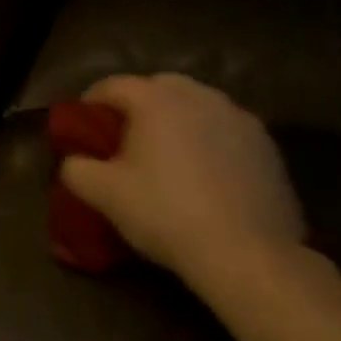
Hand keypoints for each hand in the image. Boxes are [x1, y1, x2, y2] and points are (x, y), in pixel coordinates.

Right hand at [59, 74, 304, 302]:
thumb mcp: (104, 195)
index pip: (112, 85)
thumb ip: (76, 169)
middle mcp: (198, 95)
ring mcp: (238, 117)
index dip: (91, 102)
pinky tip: (207, 175)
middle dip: (138, 106)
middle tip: (126, 138)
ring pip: (197, 106)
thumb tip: (73, 161)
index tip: (82, 125)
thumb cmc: (166, 214)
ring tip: (168, 155)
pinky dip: (210, 141)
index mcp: (156, 99)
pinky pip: (226, 131)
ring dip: (177, 121)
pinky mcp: (267, 145)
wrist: (248, 254)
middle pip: (158, 87)